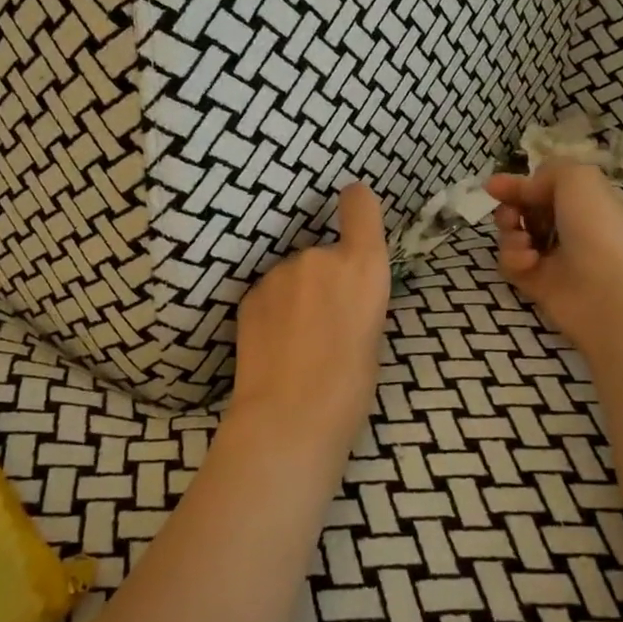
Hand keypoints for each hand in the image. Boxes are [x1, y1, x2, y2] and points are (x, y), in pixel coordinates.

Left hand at [229, 183, 391, 453]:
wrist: (289, 418)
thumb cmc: (350, 388)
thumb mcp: (372, 335)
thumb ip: (359, 298)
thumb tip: (344, 295)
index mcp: (363, 266)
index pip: (360, 203)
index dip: (357, 204)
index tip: (353, 209)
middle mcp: (320, 256)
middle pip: (324, 252)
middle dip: (324, 277)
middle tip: (325, 322)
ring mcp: (280, 272)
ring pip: (293, 275)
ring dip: (296, 294)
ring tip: (296, 340)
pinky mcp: (250, 293)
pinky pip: (270, 293)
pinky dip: (273, 310)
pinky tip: (274, 345)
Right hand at [486, 161, 622, 356]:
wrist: (602, 288)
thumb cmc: (594, 226)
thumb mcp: (577, 178)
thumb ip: (546, 172)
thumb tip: (524, 189)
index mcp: (584, 202)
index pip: (544, 187)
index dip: (521, 184)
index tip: (494, 186)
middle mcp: (569, 228)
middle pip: (523, 210)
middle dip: (509, 208)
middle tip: (510, 215)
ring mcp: (552, 257)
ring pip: (512, 235)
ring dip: (509, 233)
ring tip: (522, 239)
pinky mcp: (536, 282)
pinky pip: (510, 263)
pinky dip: (514, 258)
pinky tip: (529, 262)